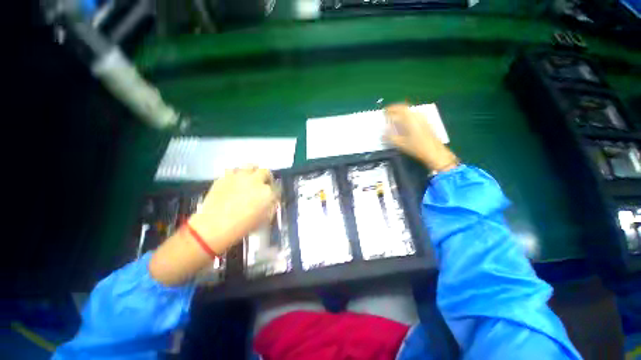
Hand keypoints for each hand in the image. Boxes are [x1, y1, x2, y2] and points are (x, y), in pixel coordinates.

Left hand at [189, 166, 278, 253]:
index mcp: (267, 192)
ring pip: (250, 166)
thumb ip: (271, 207)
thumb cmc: (243, 227)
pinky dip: (237, 174)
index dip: (275, 190)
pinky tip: (235, 181)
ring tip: (251, 177)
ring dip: (253, 171)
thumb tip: (271, 200)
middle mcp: (256, 181)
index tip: (273, 193)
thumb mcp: (264, 220)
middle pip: (266, 172)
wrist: (214, 227)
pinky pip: (233, 170)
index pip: (277, 187)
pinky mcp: (225, 176)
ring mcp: (240, 177)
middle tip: (263, 183)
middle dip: (267, 177)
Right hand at [384, 104, 457, 171]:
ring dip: (401, 112)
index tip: (384, 111)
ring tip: (394, 117)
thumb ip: (390, 136)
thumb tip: (383, 131)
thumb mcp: (400, 143)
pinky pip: (413, 115)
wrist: (434, 152)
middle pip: (404, 108)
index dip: (390, 109)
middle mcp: (416, 116)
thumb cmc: (417, 147)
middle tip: (388, 112)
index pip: (399, 109)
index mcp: (410, 119)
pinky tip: (404, 123)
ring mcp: (422, 118)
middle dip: (395, 109)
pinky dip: (406, 116)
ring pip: (409, 111)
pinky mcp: (425, 122)